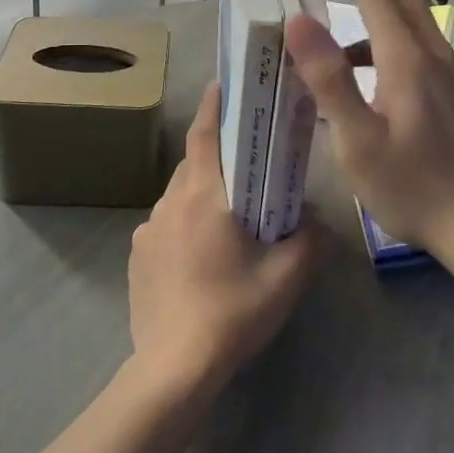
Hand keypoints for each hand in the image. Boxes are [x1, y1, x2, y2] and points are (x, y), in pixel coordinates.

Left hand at [127, 83, 321, 395]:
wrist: (174, 368)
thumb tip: (315, 220)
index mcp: (203, 196)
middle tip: (247, 158)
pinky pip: (166, 225)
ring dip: (203, 192)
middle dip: (217, 153)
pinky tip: (205, 255)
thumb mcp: (287, 276)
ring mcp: (148, 231)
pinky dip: (187, 223)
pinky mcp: (138, 257)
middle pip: (193, 164)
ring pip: (179, 195)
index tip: (224, 84)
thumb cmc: (233, 311)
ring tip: (231, 212)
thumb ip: (311, 239)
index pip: (204, 134)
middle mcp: (169, 203)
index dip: (214, 105)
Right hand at [284, 0, 453, 257]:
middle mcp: (436, 57)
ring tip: (347, 16)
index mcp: (408, 61)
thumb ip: (329, 79)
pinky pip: (425, 47)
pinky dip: (396, 36)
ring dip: (384, 5)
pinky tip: (378, 69)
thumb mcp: (357, 140)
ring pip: (417, 22)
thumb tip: (299, 19)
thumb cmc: (412, 187)